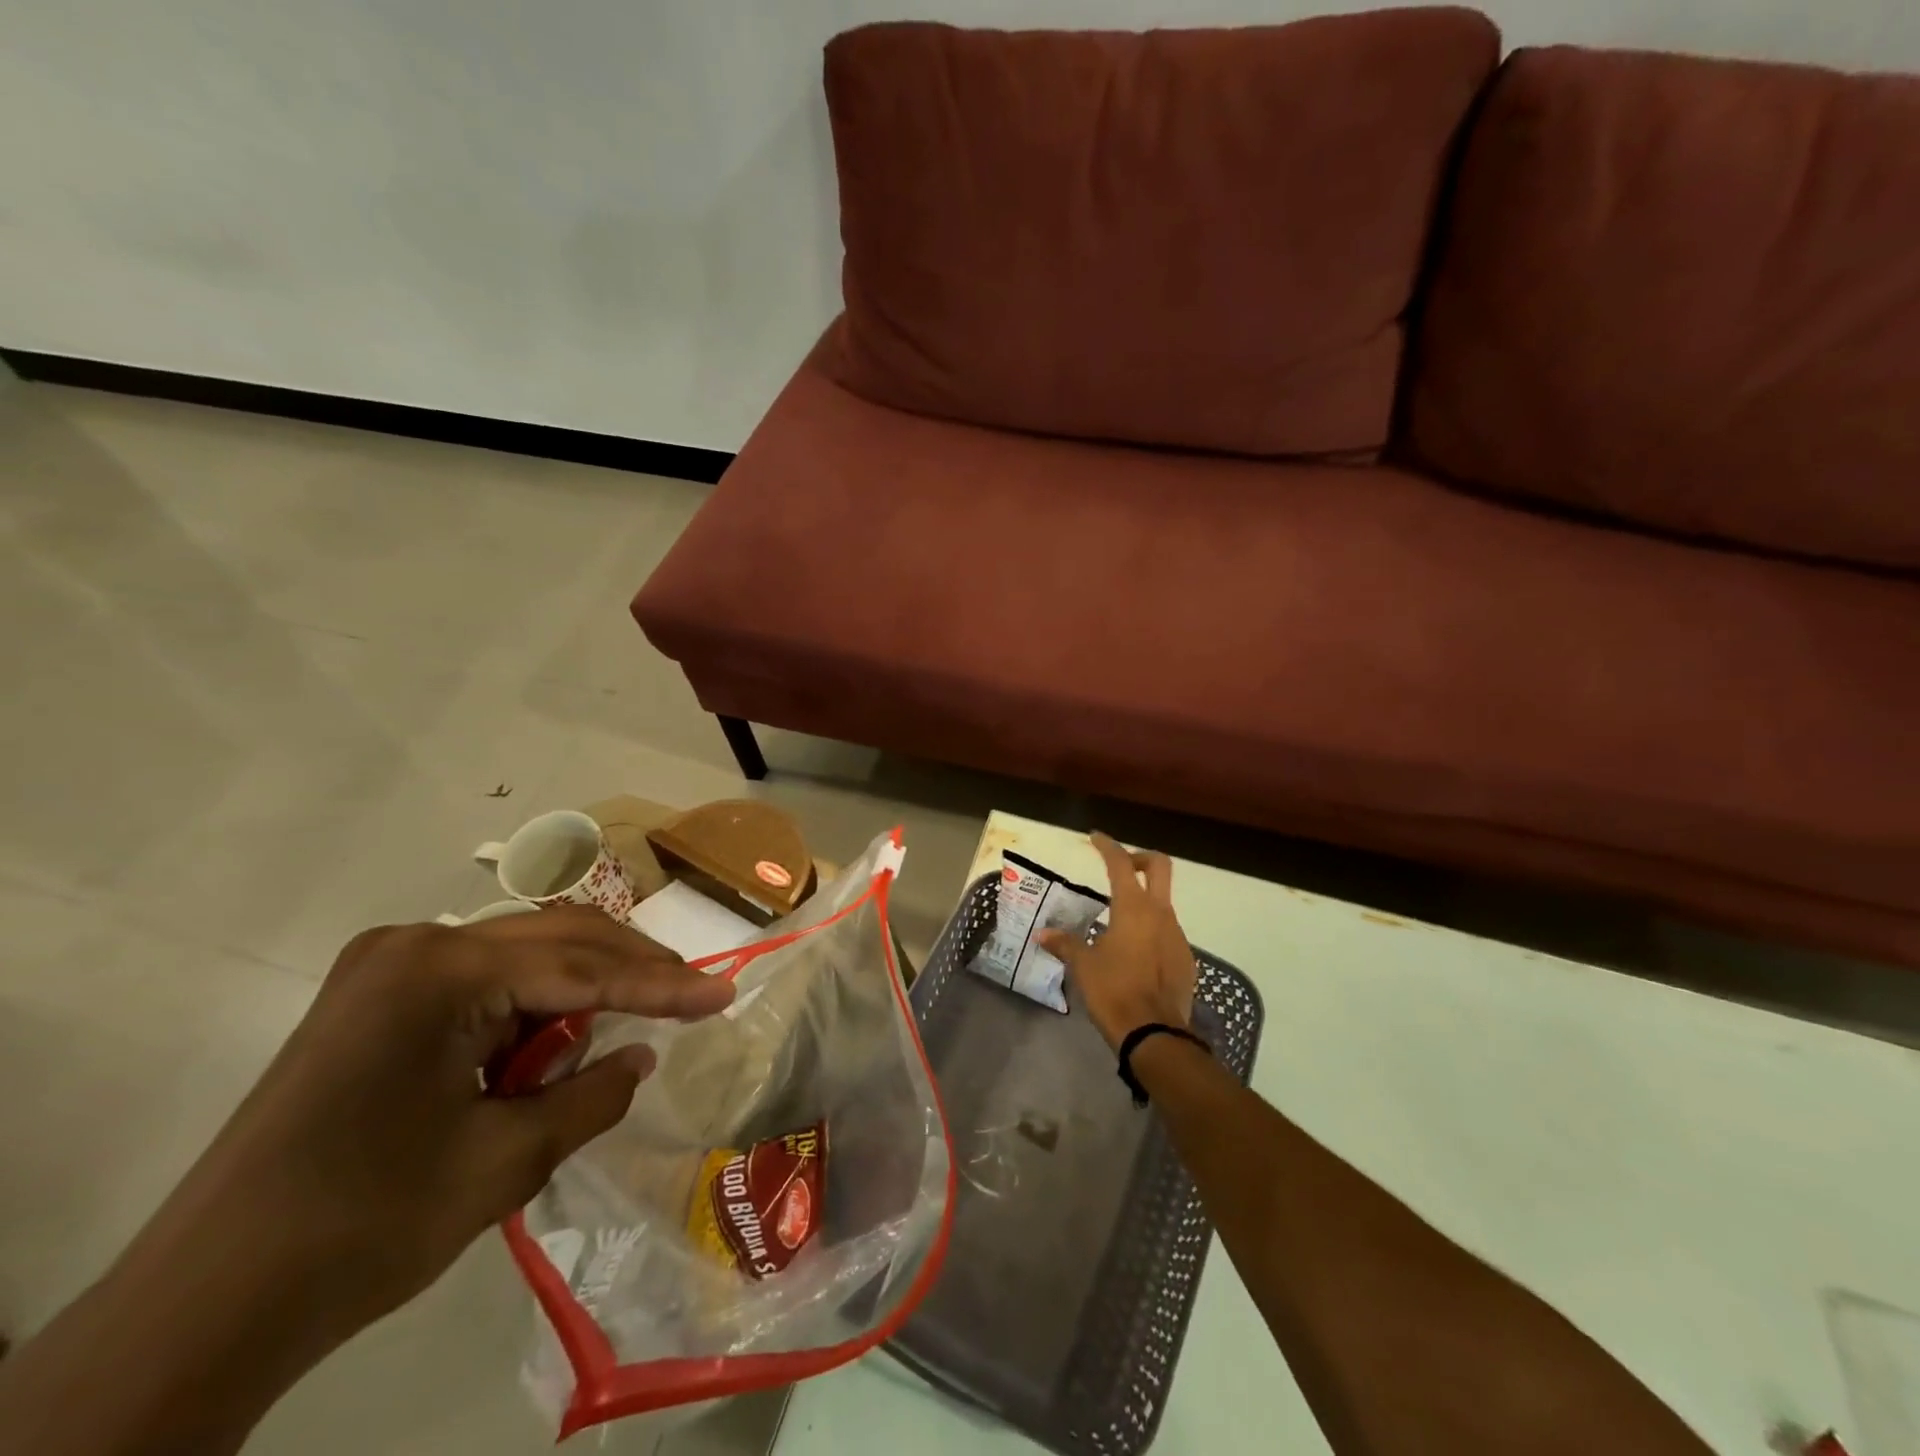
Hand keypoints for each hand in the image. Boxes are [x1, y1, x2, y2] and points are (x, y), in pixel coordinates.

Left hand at [163, 906, 735, 1336]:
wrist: (198, 1309)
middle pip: (556, 938)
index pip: (583, 969)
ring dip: (581, 986)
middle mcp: (415, 946)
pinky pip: (482, 981)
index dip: (663, 985)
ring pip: (522, 954)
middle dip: (630, 968)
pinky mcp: (373, 998)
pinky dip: (531, 1006)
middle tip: (693, 994)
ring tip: (630, 1025)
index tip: (725, 992)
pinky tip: (554, 1043)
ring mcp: (386, 968)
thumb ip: (592, 1096)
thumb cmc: (362, 1228)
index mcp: (441, 972)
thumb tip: (640, 1057)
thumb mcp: (504, 1162)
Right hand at [1038, 833, 1196, 1049]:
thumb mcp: (1083, 966)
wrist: (1155, 1034)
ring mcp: (1177, 935)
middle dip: (1140, 859)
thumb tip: (1043, 934)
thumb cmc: (1113, 991)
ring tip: (1118, 921)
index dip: (1107, 846)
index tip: (1095, 837)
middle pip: (1159, 866)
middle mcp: (1160, 913)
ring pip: (1163, 902)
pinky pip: (1167, 931)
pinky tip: (1134, 952)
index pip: (1120, 863)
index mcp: (1133, 907)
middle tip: (1120, 867)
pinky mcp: (1185, 958)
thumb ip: (1065, 944)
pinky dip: (1151, 929)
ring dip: (1144, 900)